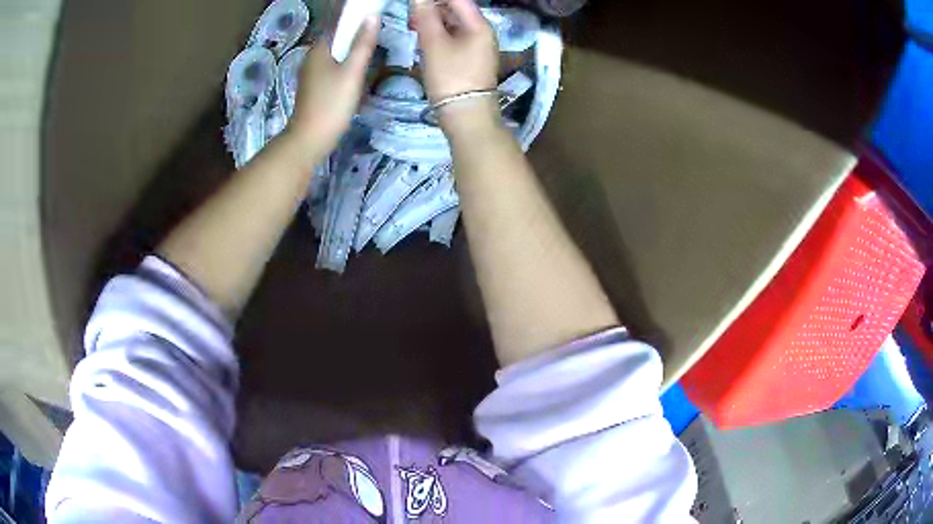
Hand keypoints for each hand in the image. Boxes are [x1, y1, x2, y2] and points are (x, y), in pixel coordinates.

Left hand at [287, 18, 378, 153]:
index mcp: (319, 49)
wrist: (310, 139)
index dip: (356, 19)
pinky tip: (357, 73)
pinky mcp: (314, 87)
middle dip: (356, 35)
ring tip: (373, 53)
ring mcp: (311, 73)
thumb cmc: (331, 103)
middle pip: (337, 39)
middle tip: (379, 38)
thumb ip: (363, 44)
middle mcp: (312, 57)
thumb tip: (373, 16)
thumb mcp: (352, 72)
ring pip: (335, 54)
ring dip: (352, 51)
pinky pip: (332, 67)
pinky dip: (345, 65)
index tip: (376, 20)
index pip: (338, 24)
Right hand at [413, 0, 499, 127]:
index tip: (415, 2)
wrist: (466, 116)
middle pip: (456, 10)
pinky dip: (438, 36)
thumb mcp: (434, 43)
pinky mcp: (470, 60)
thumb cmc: (451, 76)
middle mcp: (482, 32)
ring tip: (413, 26)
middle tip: (410, 14)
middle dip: (432, 8)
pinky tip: (423, 41)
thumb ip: (426, 16)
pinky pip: (454, 39)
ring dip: (433, 22)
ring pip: (453, 25)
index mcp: (479, 25)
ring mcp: (477, 47)